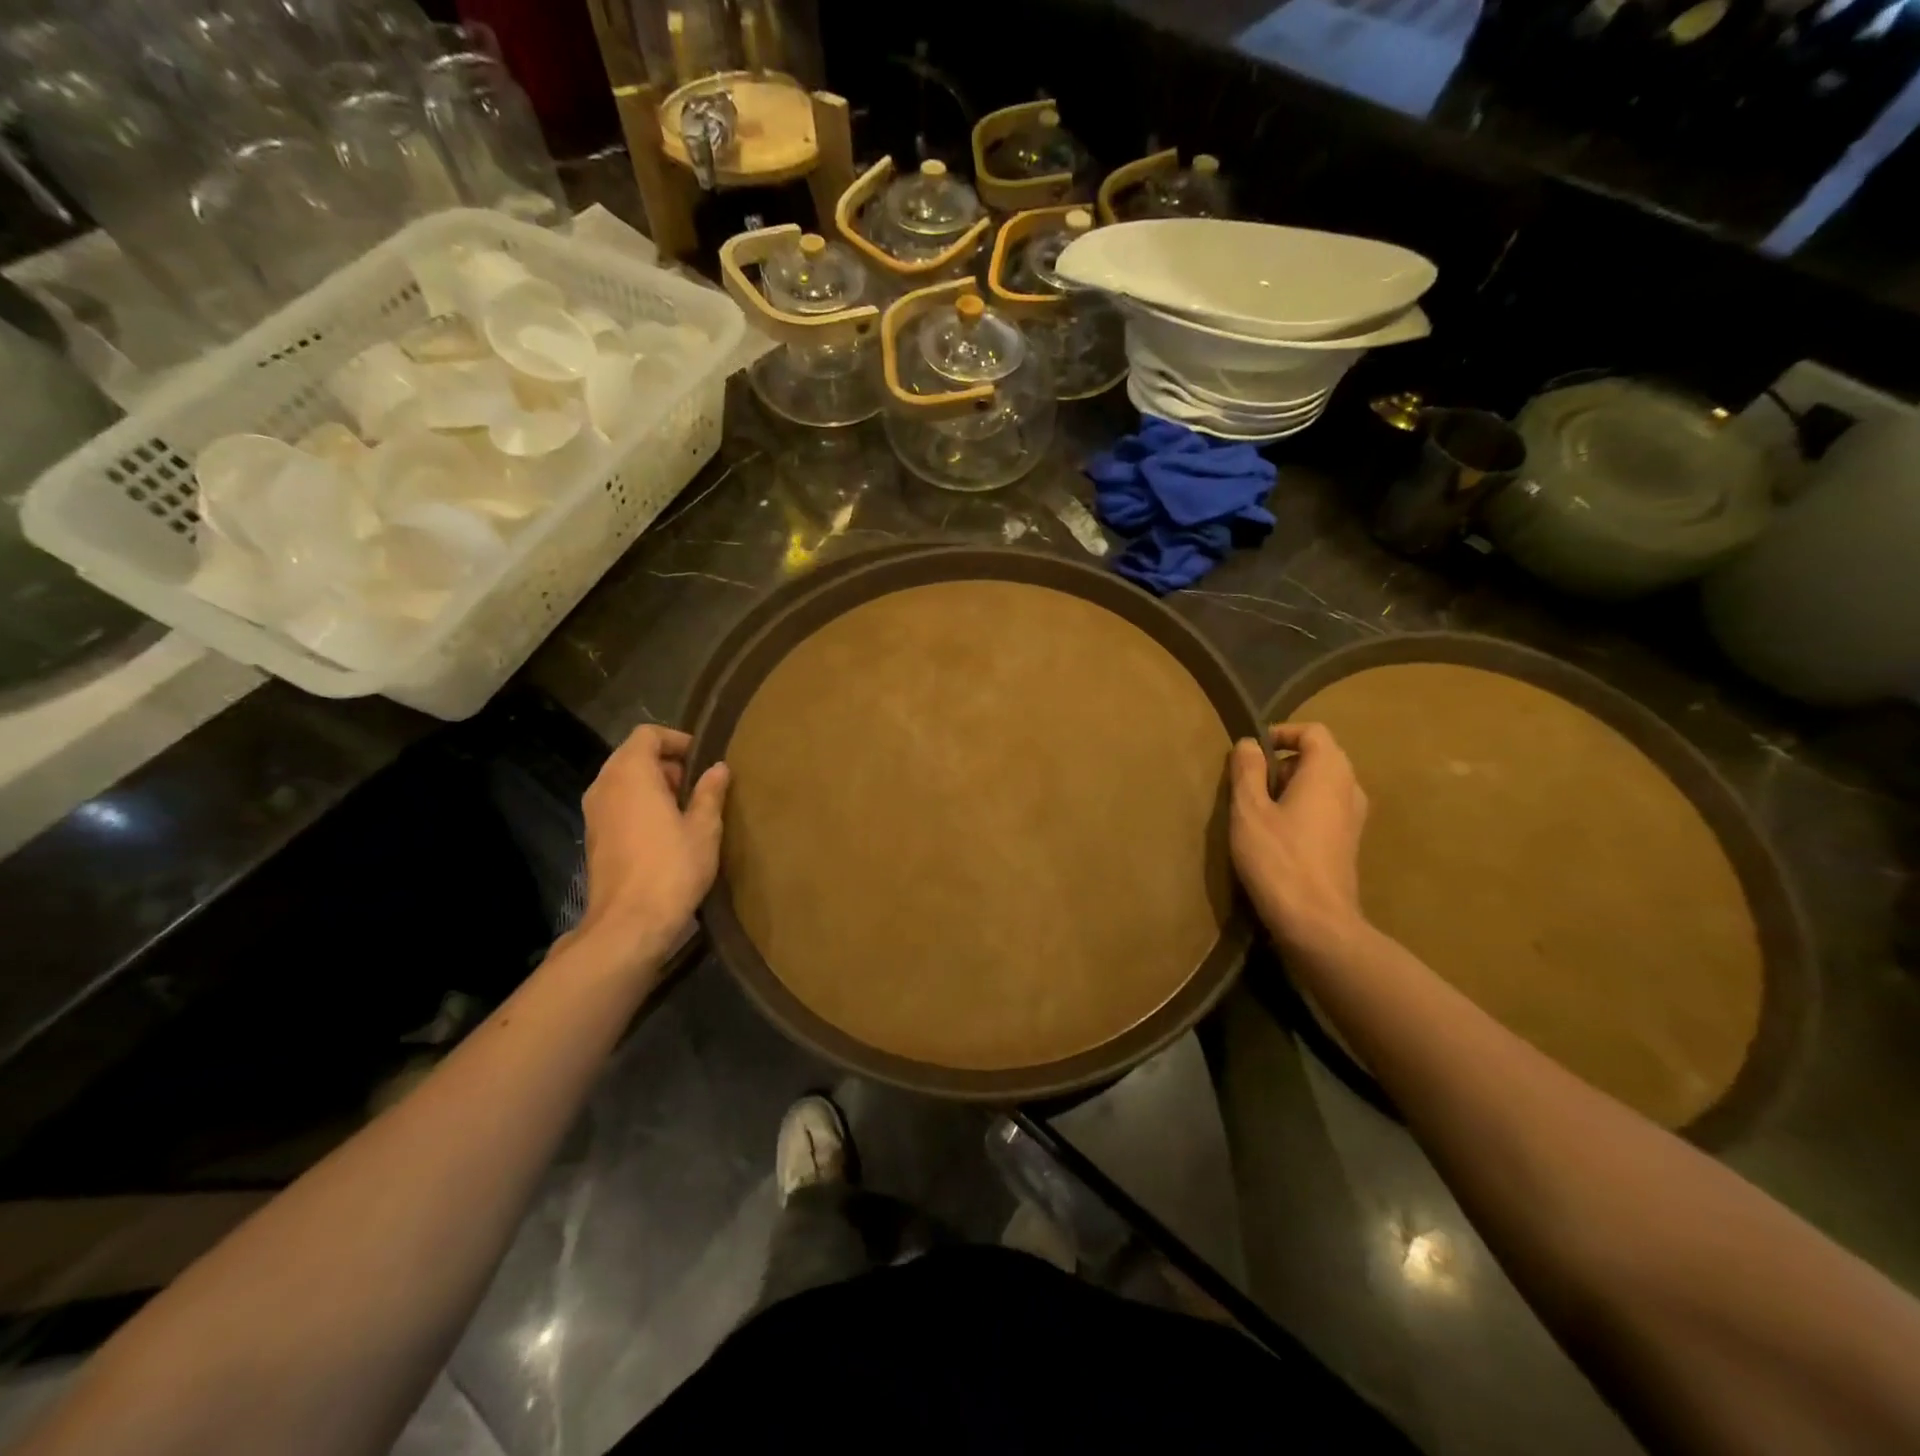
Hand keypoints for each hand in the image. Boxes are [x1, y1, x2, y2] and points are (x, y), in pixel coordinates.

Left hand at [574, 725, 729, 962]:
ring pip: (625, 781)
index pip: (648, 734)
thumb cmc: (671, 868)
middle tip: (701, 787)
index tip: (704, 759)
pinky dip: (641, 806)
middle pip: (634, 756)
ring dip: (655, 786)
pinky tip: (667, 832)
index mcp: (630, 773)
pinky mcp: (594, 836)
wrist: (628, 924)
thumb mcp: (704, 828)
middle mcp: (604, 785)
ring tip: (688, 810)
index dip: (677, 740)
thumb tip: (719, 768)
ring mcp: (594, 812)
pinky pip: (618, 804)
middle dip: (668, 764)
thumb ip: (710, 792)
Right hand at [1228, 722, 1368, 952]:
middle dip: (1283, 762)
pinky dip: (1302, 808)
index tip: (1251, 752)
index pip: (1313, 732)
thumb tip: (1248, 743)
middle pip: (1320, 756)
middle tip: (1249, 784)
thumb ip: (1247, 771)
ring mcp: (1355, 817)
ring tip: (1259, 810)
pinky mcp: (1349, 842)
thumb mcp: (1249, 811)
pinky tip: (1277, 835)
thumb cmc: (1279, 859)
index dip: (1281, 733)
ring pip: (1322, 783)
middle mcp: (1350, 788)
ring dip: (1291, 787)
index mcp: (1329, 772)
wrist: (1317, 921)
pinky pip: (1326, 807)